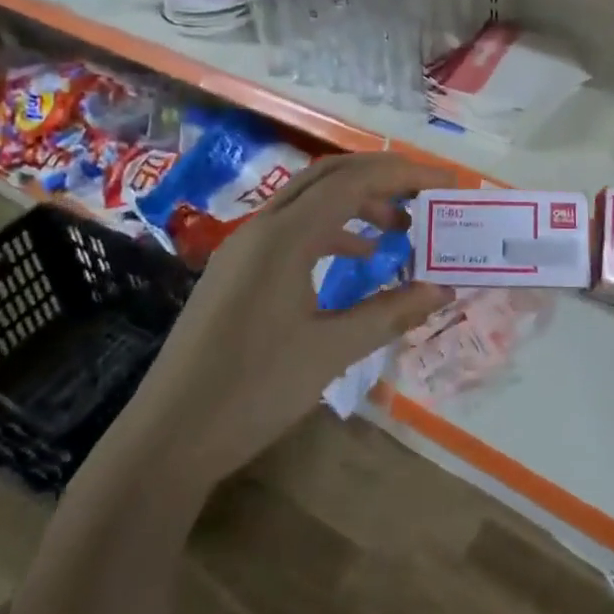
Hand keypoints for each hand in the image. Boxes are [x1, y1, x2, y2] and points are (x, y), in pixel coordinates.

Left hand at [126, 154, 451, 490]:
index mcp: (284, 236)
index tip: (445, 183)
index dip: (404, 176)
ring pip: (308, 200)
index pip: (354, 182)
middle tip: (424, 193)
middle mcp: (262, 227)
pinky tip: (356, 257)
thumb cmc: (254, 390)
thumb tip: (443, 288)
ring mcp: (243, 247)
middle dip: (381, 177)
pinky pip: (291, 229)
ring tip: (398, 230)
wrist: (167, 438)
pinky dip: (330, 231)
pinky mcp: (236, 271)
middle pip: (329, 176)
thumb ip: (390, 312)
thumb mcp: (331, 351)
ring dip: (355, 204)